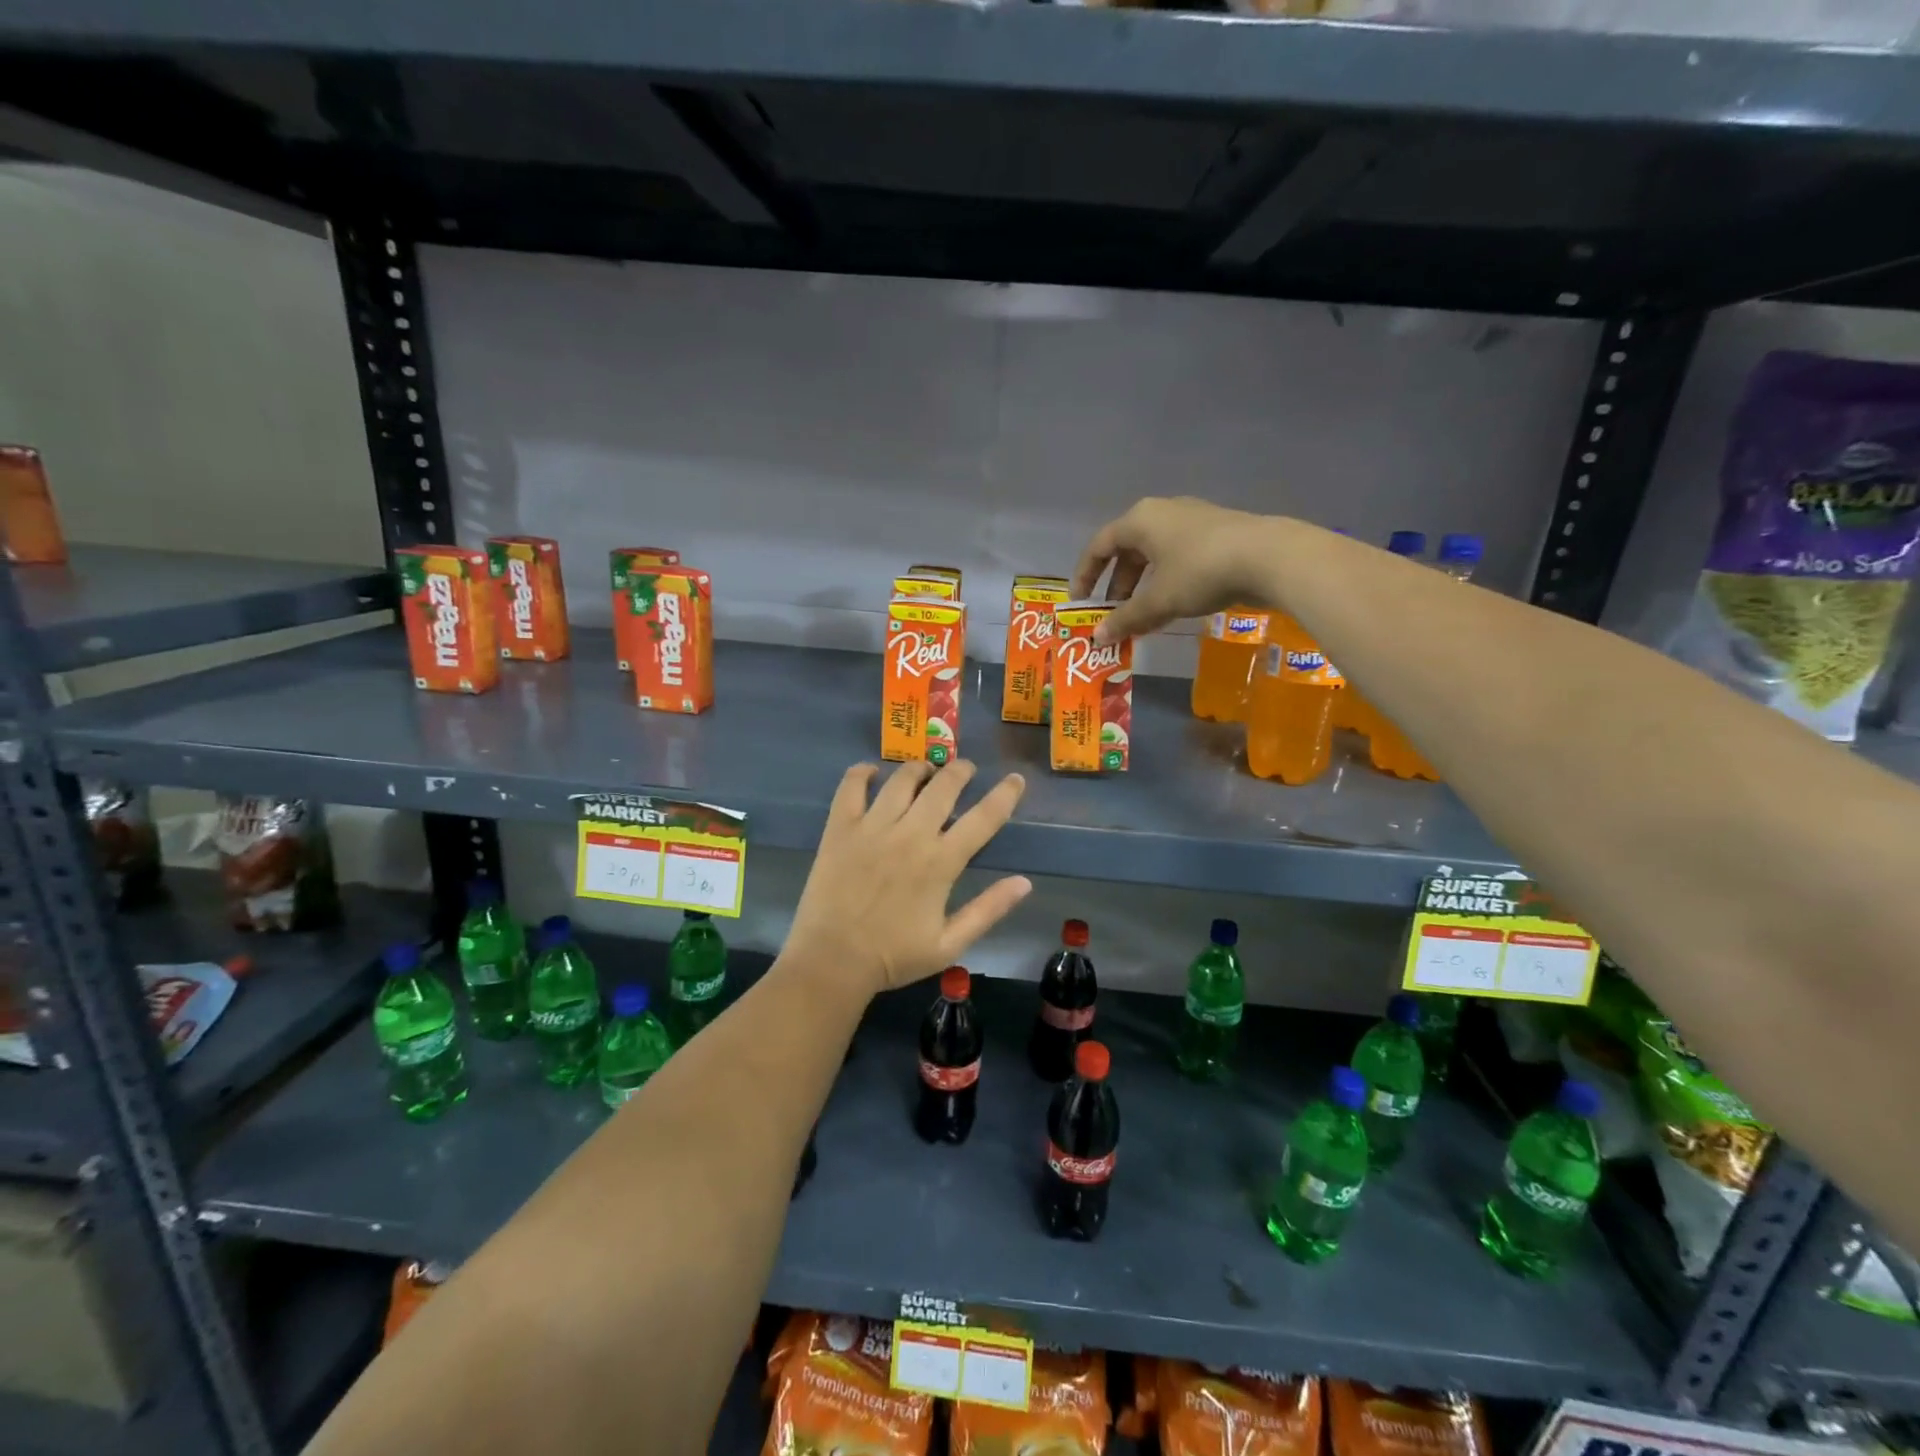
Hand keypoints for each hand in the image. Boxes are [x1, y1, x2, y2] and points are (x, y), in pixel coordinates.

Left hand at [783, 760, 1031, 998]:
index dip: (1004, 794)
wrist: (832, 962)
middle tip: (964, 769)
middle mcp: (910, 835)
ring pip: (902, 780)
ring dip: (919, 768)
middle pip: (943, 786)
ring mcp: (872, 827)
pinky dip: (862, 773)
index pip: (983, 818)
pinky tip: (872, 772)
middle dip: (960, 771)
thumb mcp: (950, 944)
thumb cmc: (893, 957)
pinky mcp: (840, 828)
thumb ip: (988, 910)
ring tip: (925, 770)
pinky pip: (851, 786)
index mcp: (940, 862)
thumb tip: (1025, 882)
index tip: (1015, 779)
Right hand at [1072, 496, 1274, 642]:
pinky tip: (1175, 605)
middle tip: (1115, 615)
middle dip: (1117, 586)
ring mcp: (1192, 519)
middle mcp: (1162, 512)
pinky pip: (1178, 557)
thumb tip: (1098, 638)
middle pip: (1127, 551)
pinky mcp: (1216, 532)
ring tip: (1143, 616)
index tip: (1080, 603)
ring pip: (1154, 555)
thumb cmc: (1200, 572)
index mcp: (1140, 520)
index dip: (1084, 576)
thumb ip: (1126, 619)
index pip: (1099, 546)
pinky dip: (1167, 581)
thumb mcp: (1158, 601)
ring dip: (1143, 587)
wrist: (1269, 557)